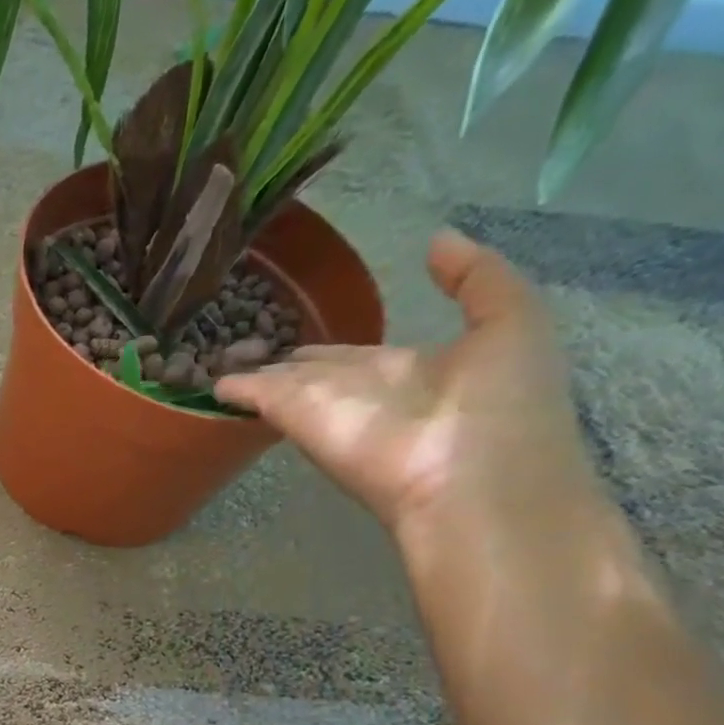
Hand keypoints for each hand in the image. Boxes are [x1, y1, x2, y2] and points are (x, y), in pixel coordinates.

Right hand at [215, 229, 600, 540]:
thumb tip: (434, 240)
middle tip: (240, 348)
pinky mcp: (296, 417)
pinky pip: (258, 397)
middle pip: (309, 373)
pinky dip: (232, 390)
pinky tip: (210, 381)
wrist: (472, 484)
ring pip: (279, 385)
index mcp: (407, 370)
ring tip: (216, 357)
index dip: (328, 348)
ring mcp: (323, 407)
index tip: (296, 334)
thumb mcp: (513, 324)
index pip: (354, 355)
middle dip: (279, 362)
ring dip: (250, 374)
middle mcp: (357, 391)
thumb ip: (475, 279)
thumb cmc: (502, 406)